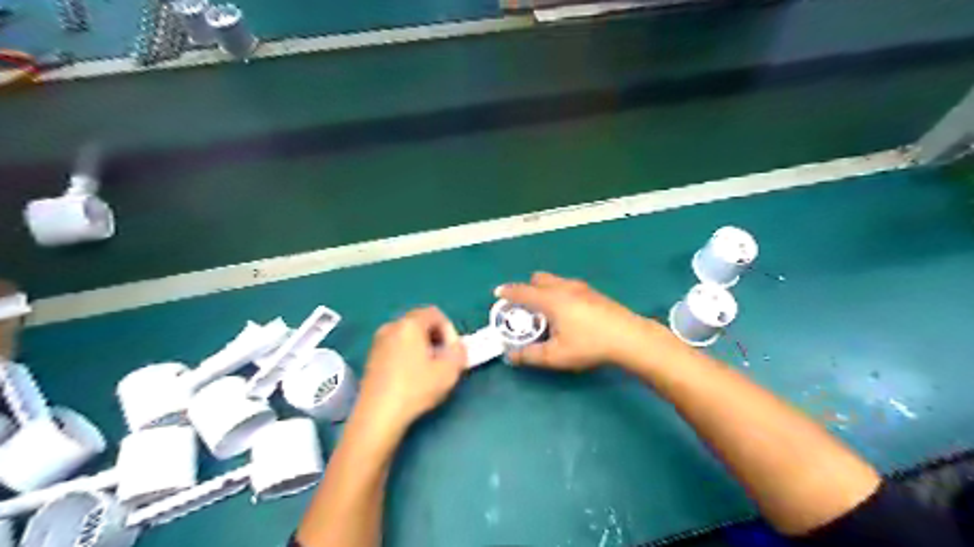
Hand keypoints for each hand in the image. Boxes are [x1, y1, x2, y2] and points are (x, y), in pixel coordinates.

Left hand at [357, 308, 467, 435]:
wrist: (378, 415)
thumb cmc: (416, 389)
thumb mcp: (449, 370)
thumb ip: (460, 351)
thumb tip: (457, 346)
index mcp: (410, 324)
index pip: (436, 314)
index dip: (450, 330)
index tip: (452, 352)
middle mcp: (391, 326)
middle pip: (421, 322)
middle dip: (436, 337)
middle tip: (444, 360)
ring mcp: (378, 342)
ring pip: (408, 335)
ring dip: (422, 347)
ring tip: (429, 370)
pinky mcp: (371, 358)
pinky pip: (396, 347)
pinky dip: (408, 355)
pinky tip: (411, 377)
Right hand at [498, 272, 666, 371]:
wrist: (629, 337)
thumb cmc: (589, 345)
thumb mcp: (555, 356)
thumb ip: (529, 356)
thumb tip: (510, 356)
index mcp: (550, 299)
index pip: (522, 291)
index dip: (508, 292)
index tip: (497, 293)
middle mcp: (563, 287)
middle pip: (538, 279)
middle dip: (527, 289)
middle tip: (525, 308)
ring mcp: (581, 287)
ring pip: (555, 281)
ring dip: (544, 290)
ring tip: (546, 312)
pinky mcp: (594, 292)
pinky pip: (567, 286)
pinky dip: (559, 292)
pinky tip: (568, 313)